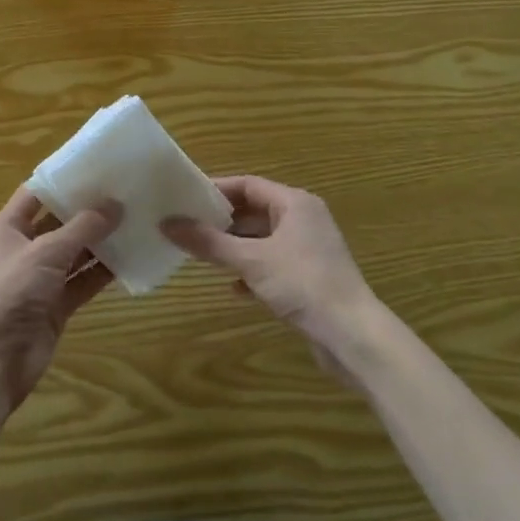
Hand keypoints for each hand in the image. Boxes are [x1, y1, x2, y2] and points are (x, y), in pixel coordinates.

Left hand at [0, 189, 119, 410]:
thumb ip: (82, 228)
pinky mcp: (55, 304)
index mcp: (8, 227)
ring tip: (135, 221)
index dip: (64, 180)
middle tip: (125, 193)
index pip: (37, 193)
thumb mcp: (47, 252)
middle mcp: (24, 248)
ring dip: (100, 242)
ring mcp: (40, 278)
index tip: (97, 167)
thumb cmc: (11, 292)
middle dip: (88, 211)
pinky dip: (102, 272)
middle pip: (59, 222)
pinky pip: (82, 281)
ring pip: (74, 252)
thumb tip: (115, 204)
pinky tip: (130, 258)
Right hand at [163, 175, 380, 380]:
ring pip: (263, 240)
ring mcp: (309, 249)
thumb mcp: (251, 260)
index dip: (216, 190)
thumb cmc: (302, 284)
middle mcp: (304, 219)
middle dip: (222, 221)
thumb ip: (209, 242)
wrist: (352, 336)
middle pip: (255, 211)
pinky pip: (273, 264)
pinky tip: (235, 288)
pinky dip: (252, 270)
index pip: (248, 185)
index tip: (185, 198)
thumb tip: (167, 223)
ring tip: (203, 255)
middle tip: (188, 227)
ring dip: (235, 247)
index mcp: (295, 203)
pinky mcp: (310, 277)